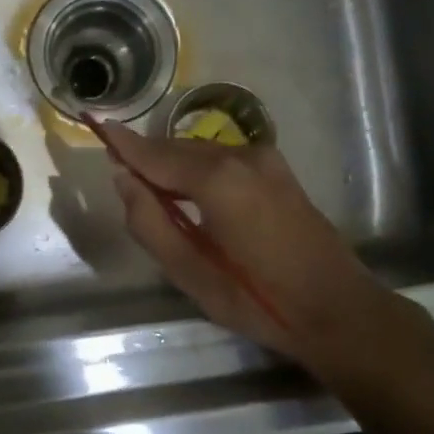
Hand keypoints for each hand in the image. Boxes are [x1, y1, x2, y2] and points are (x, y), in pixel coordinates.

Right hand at [102, 122, 391, 369]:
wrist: (336, 308)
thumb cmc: (257, 298)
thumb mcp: (189, 271)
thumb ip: (149, 222)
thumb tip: (123, 180)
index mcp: (217, 179)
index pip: (155, 154)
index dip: (125, 144)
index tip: (97, 124)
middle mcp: (241, 156)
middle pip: (178, 148)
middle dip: (148, 158)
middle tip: (121, 176)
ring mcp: (266, 161)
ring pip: (202, 152)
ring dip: (174, 165)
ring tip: (152, 191)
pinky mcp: (279, 172)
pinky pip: (224, 160)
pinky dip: (199, 169)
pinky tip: (190, 193)